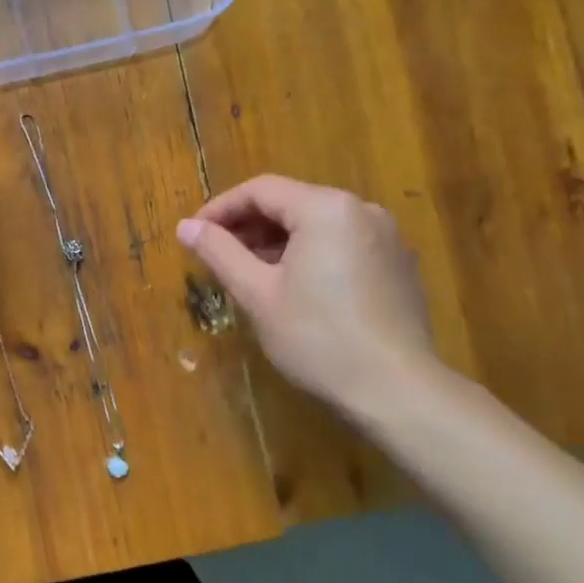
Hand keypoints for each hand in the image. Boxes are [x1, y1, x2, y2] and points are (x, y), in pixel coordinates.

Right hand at [176, 176, 437, 407]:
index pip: (260, 190)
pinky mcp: (399, 265)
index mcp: (325, 208)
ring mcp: (386, 237)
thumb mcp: (257, 293)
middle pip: (290, 203)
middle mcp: (361, 210)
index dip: (220, 209)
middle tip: (217, 255)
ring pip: (316, 224)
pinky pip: (342, 244)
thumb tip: (185, 226)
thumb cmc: (318, 338)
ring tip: (249, 273)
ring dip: (277, 241)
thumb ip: (219, 252)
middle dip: (249, 226)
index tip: (194, 234)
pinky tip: (293, 287)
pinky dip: (310, 254)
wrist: (398, 392)